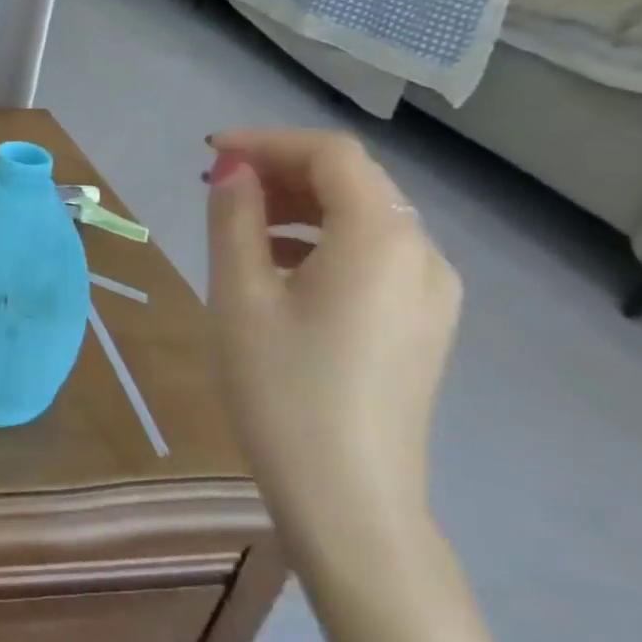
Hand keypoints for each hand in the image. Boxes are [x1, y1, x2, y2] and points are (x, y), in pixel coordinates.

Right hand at [205, 130, 460, 568]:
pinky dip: (324, 239)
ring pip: (365, 217)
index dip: (267, 141)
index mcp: (381, 240)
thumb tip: (232, 168)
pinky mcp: (423, 323)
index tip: (209, 153)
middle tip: (217, 183)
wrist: (349, 499)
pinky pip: (374, 254)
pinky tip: (278, 265)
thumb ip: (235, 217)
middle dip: (282, 169)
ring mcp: (432, 294)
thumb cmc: (282, 388)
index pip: (331, 155)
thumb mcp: (240, 293)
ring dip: (301, 203)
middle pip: (354, 181)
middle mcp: (422, 255)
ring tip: (239, 220)